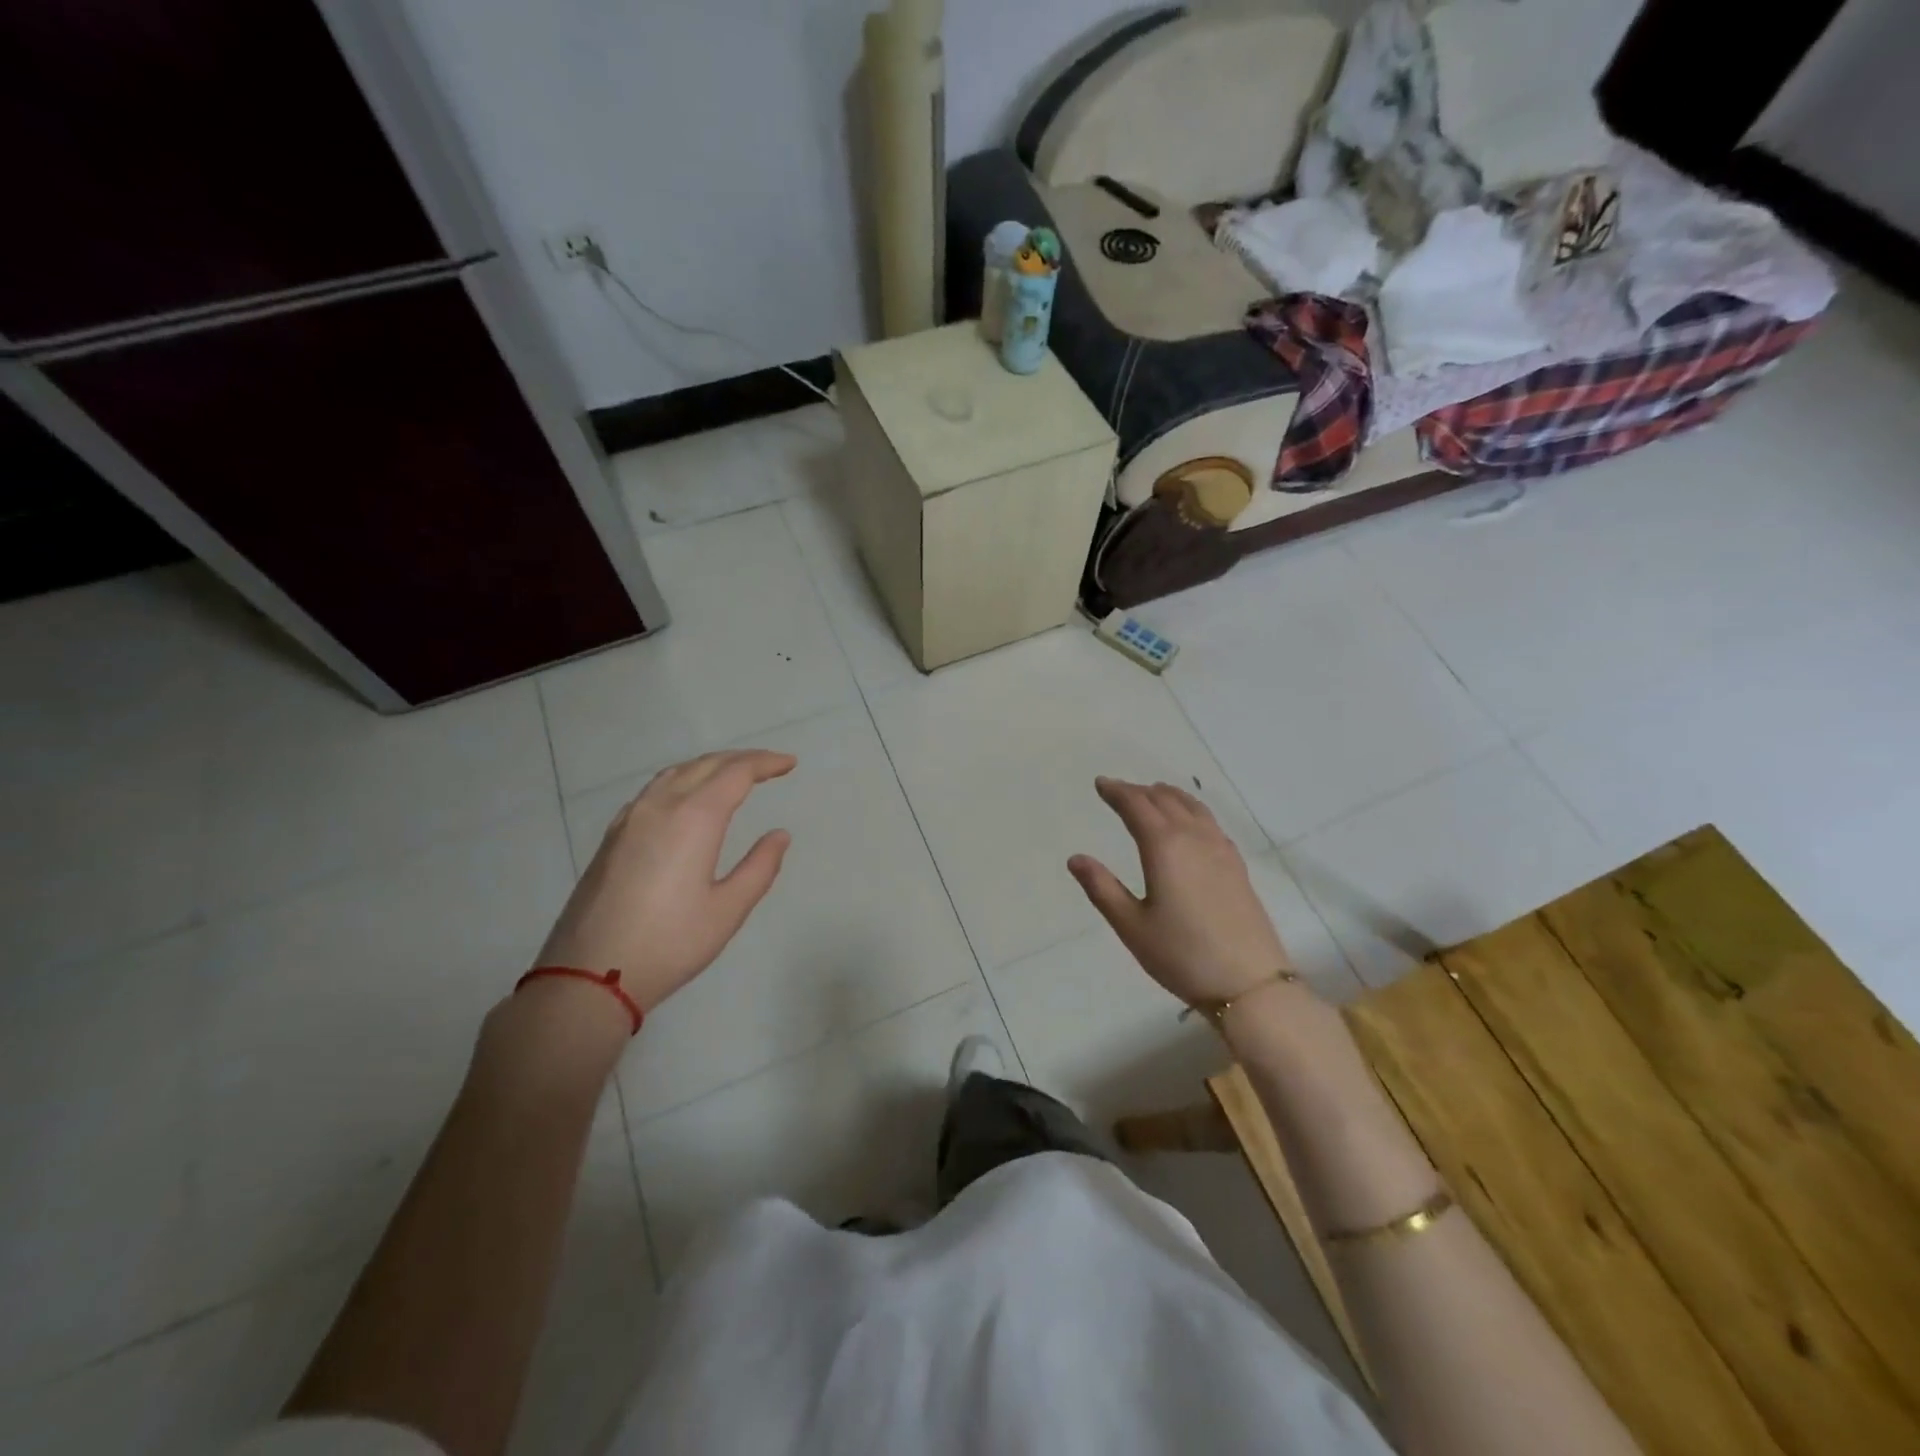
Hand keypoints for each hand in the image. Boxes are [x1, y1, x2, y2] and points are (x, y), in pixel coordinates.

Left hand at [534, 749, 795, 1013]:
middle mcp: (660, 807)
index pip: (736, 773)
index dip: (765, 763)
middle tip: (770, 765)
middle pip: (705, 765)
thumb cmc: (669, 943)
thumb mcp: (728, 910)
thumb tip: (779, 835)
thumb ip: (759, 867)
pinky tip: (686, 800)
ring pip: (674, 773)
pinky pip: (653, 791)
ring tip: (733, 775)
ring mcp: (630, 819)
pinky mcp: (612, 837)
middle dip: (741, 759)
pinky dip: (682, 781)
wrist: (589, 975)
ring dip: (709, 766)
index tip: (789, 763)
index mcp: (693, 818)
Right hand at [1068, 776, 1293, 1006]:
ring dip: (1167, 796)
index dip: (1117, 792)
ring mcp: (1220, 849)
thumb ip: (1102, 888)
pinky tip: (1189, 822)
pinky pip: (1209, 821)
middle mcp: (1194, 838)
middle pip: (1164, 800)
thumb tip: (1076, 858)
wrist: (1250, 983)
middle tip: (1118, 791)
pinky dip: (1191, 809)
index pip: (1136, 806)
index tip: (1100, 784)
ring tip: (1152, 795)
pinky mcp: (1236, 865)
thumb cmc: (1182, 955)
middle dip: (1139, 791)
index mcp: (1164, 847)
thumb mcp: (1131, 926)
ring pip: (1191, 806)